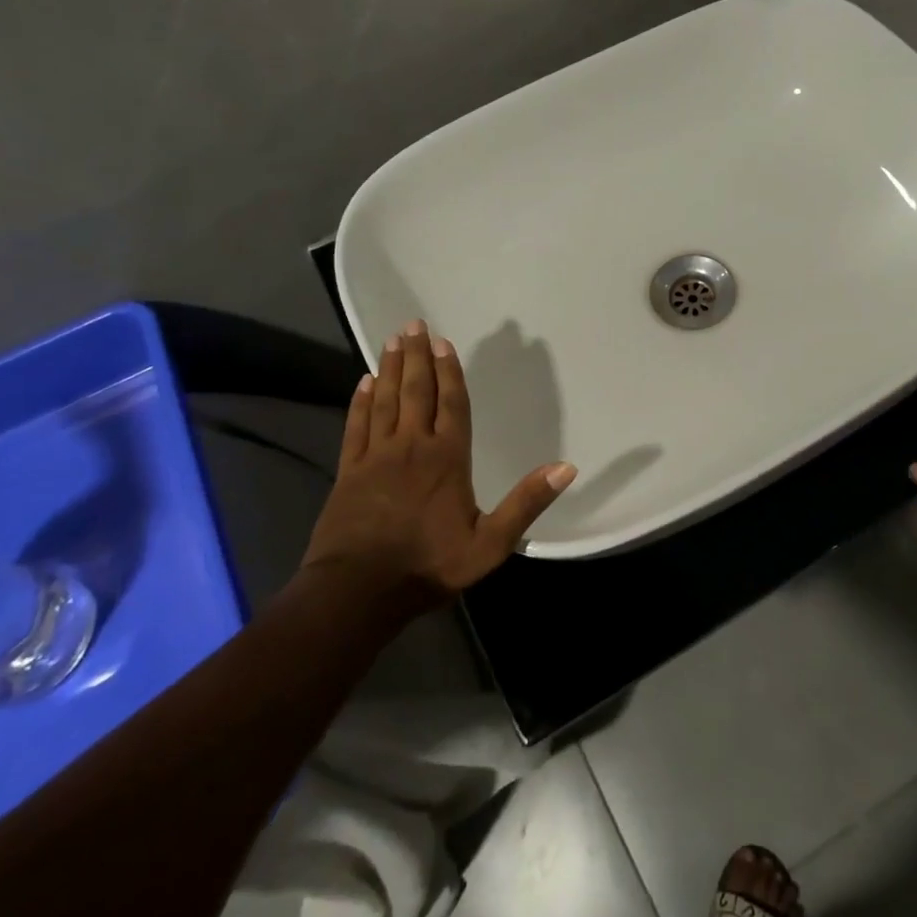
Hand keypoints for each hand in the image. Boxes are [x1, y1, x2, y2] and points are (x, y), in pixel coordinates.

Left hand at [302, 320, 576, 597]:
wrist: (359, 591)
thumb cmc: (429, 565)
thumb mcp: (491, 544)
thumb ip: (527, 503)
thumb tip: (567, 467)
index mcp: (447, 458)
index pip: (452, 404)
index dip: (450, 372)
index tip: (444, 342)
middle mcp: (411, 446)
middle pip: (416, 392)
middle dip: (418, 357)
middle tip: (414, 325)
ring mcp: (376, 456)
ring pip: (385, 401)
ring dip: (391, 369)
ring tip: (393, 341)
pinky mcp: (349, 471)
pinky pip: (356, 426)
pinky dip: (360, 402)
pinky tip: (364, 382)